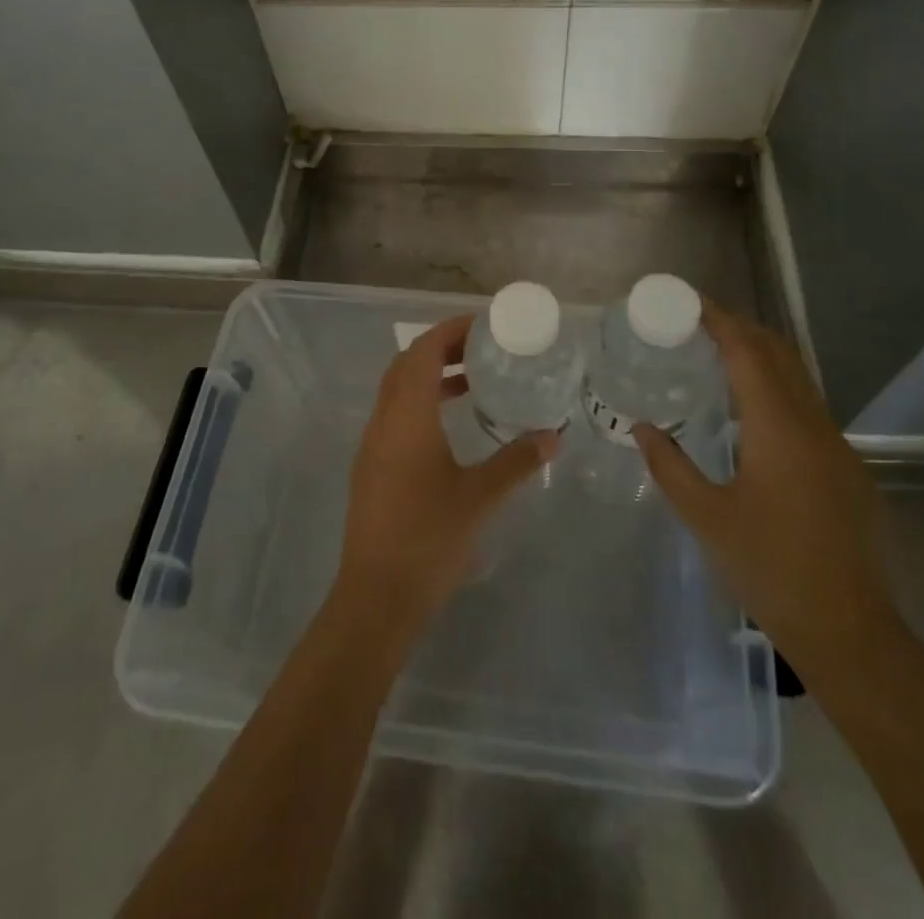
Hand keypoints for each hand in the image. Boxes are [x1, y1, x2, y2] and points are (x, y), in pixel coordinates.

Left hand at [333, 315, 558, 638]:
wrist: (377, 596)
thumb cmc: (430, 539)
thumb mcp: (480, 497)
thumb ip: (517, 462)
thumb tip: (552, 436)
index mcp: (407, 417)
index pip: (422, 352)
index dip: (449, 331)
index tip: (482, 326)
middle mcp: (383, 421)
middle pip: (406, 365)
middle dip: (440, 348)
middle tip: (481, 349)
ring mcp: (372, 445)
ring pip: (397, 391)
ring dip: (429, 377)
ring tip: (471, 382)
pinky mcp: (370, 468)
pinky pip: (394, 415)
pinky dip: (420, 404)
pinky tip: (449, 426)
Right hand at [636, 301, 900, 681]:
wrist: (850, 630)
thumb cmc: (771, 569)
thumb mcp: (707, 518)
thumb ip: (670, 466)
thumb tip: (642, 428)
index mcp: (778, 429)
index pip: (748, 352)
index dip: (719, 320)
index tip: (690, 302)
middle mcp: (813, 425)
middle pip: (779, 353)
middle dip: (741, 328)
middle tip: (698, 323)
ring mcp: (837, 446)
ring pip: (798, 379)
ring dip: (761, 356)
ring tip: (718, 357)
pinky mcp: (847, 468)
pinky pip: (807, 408)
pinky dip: (776, 389)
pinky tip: (751, 415)